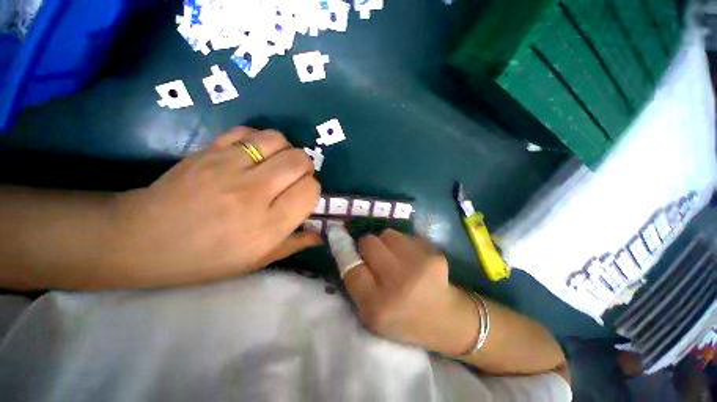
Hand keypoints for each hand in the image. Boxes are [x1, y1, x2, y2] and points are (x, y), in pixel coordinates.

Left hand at [107, 127, 321, 287]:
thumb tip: (320, 235)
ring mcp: (228, 167)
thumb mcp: (256, 261)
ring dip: (284, 150)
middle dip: (305, 167)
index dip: (312, 190)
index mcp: (268, 225)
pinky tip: (252, 154)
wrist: (143, 240)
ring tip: (275, 163)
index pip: (311, 190)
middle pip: (300, 160)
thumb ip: (294, 244)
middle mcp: (253, 193)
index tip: (302, 196)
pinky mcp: (208, 151)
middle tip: (293, 178)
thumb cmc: (206, 259)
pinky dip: (258, 140)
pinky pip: (247, 132)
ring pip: (277, 140)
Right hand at [342, 229, 478, 355]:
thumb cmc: (404, 320)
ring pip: (387, 234)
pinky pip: (406, 236)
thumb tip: (345, 247)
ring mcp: (418, 265)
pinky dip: (404, 244)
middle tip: (375, 255)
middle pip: (369, 242)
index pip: (351, 267)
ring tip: (396, 257)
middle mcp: (397, 283)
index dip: (343, 249)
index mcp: (377, 306)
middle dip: (367, 245)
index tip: (339, 236)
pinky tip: (413, 259)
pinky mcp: (433, 254)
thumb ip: (356, 283)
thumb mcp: (372, 314)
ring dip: (386, 242)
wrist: (448, 320)